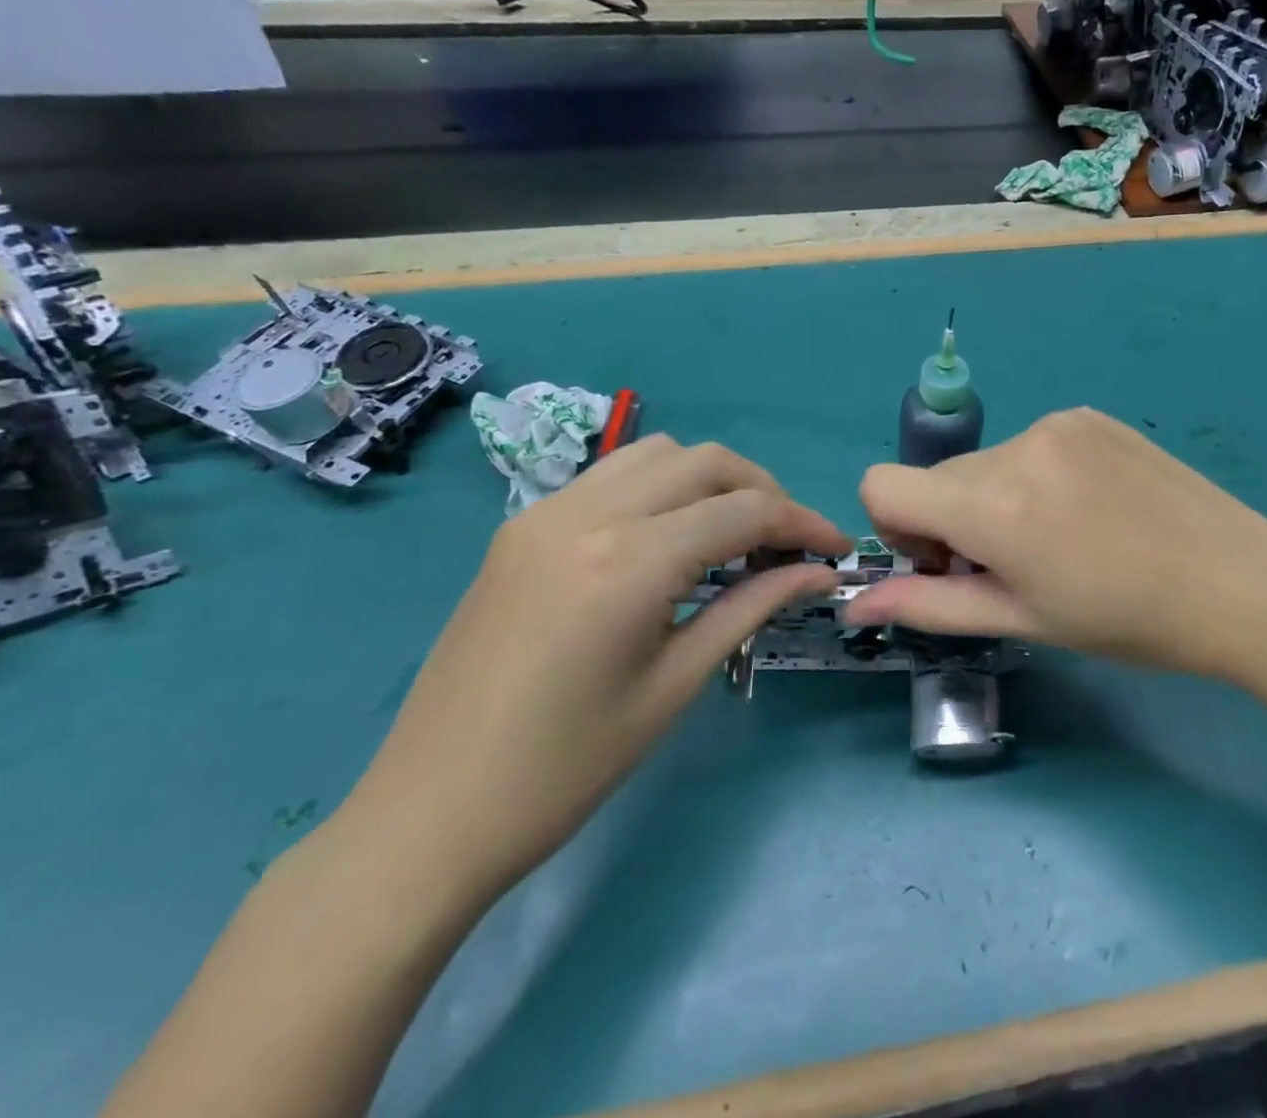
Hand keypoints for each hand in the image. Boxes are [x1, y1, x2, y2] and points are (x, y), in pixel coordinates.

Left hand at [338, 436, 849, 898]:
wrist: (430, 813)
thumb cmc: (567, 767)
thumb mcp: (676, 684)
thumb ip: (753, 607)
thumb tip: (817, 572)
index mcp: (629, 560)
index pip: (745, 510)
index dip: (804, 522)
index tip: (836, 551)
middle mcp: (588, 514)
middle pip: (706, 461)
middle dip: (763, 492)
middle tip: (788, 544)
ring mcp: (546, 513)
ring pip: (658, 454)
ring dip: (710, 480)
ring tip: (733, 534)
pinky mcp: (521, 527)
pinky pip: (611, 477)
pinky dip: (659, 488)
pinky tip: (669, 539)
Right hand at [846, 408, 1266, 681]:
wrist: (1238, 583)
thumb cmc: (1126, 620)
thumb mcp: (1022, 619)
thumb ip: (930, 605)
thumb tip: (856, 602)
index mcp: (992, 504)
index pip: (882, 484)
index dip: (896, 528)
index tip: (943, 563)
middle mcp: (1015, 446)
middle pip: (938, 478)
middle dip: (953, 521)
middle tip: (1012, 564)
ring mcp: (1057, 423)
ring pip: (985, 462)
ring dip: (996, 498)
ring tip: (1061, 537)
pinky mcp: (1089, 415)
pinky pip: (1030, 445)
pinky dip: (1035, 476)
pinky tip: (1089, 508)